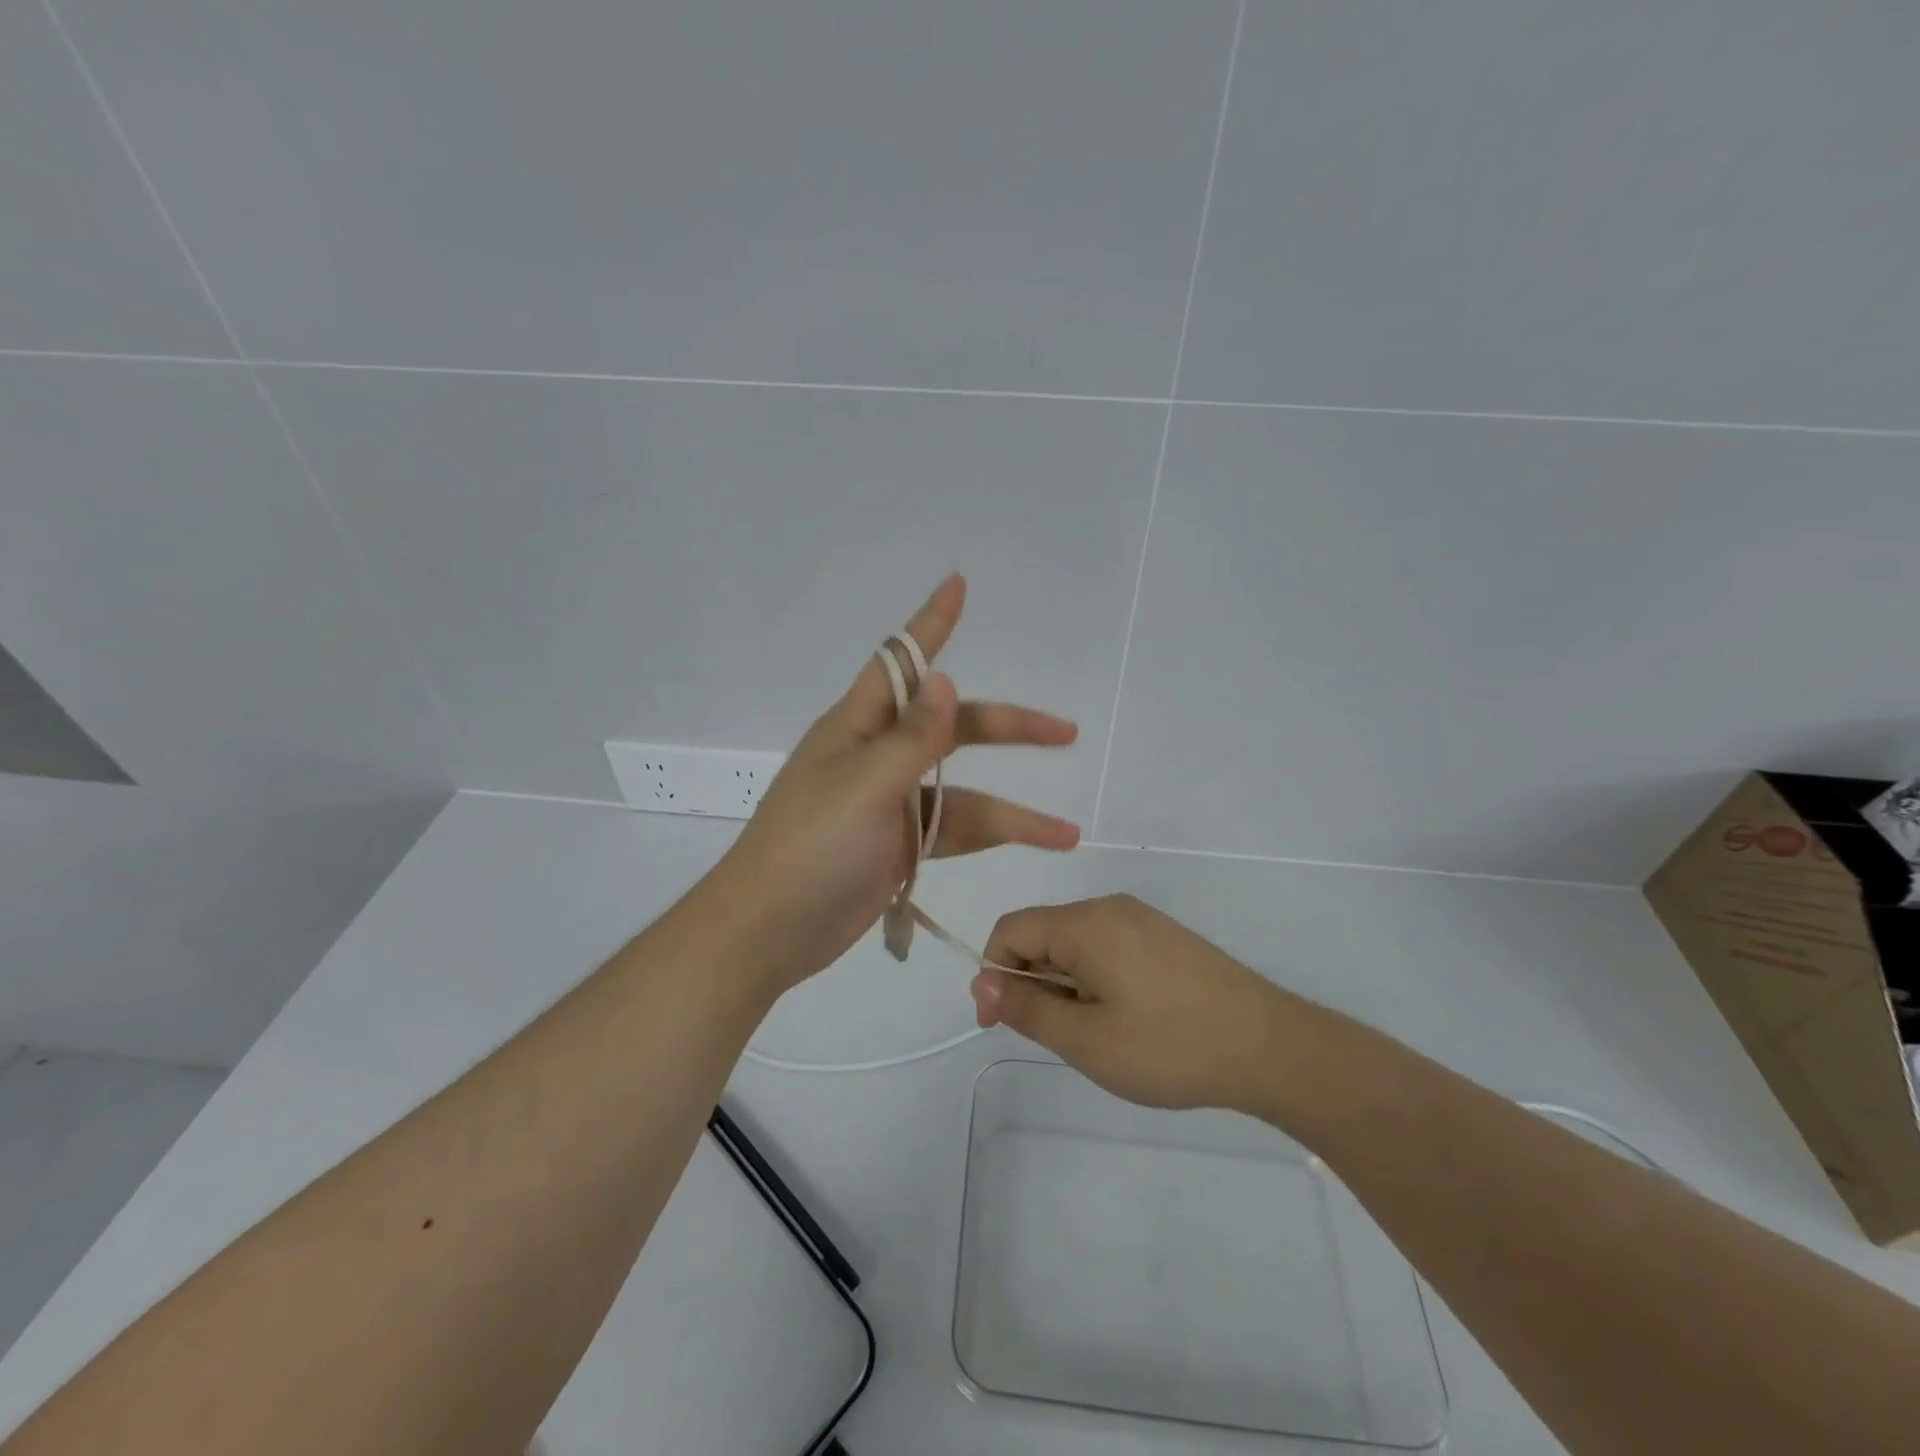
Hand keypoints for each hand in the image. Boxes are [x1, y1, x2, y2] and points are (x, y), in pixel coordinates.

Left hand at [717, 574, 1080, 991]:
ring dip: (1012, 812)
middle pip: (953, 730)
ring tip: (1066, 832)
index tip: (959, 584)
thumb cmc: (809, 849)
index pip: (900, 662)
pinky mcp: (899, 848)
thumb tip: (945, 679)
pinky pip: (953, 833)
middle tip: (1065, 732)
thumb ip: (911, 738)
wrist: (769, 932)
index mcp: (857, 728)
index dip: (931, 624)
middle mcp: (877, 758)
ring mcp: (890, 806)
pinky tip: (1028, 848)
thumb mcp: (864, 787)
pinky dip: (989, 840)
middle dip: (1008, 729)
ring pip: (963, 794)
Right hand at [973, 894, 1319, 1116]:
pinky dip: (1095, 980)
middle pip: (1043, 933)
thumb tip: (983, 983)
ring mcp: (1142, 920)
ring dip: (1065, 985)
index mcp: (1085, 923)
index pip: (1011, 929)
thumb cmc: (1170, 1046)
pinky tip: (1126, 1020)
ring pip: (1076, 944)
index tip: (1001, 1024)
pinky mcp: (1165, 938)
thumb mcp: (1087, 1040)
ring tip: (1096, 1035)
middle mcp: (1110, 908)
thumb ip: (1027, 1009)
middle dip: (1032, 982)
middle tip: (1058, 1039)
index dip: (993, 973)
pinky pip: (1108, 948)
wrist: (1271, 1047)